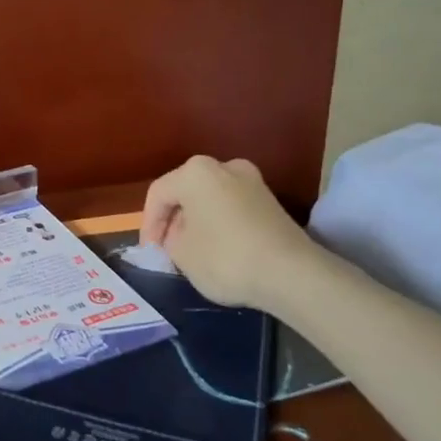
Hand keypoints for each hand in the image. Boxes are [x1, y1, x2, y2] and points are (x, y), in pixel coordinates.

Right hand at [141, 157, 312, 310]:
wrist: (291, 273)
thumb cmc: (225, 258)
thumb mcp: (181, 254)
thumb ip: (170, 241)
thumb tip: (178, 237)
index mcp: (195, 172)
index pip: (158, 194)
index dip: (148, 224)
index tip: (150, 251)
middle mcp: (224, 167)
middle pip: (186, 192)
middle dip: (173, 220)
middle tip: (167, 249)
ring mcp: (252, 181)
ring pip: (210, 199)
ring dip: (197, 222)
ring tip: (192, 251)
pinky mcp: (271, 202)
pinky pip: (232, 208)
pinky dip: (220, 224)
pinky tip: (218, 249)